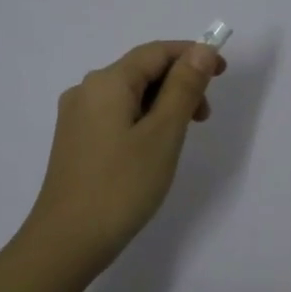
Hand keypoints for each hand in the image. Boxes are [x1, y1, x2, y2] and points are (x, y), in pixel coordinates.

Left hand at [19, 39, 225, 276]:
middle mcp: (86, 90)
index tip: (223, 73)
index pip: (156, 52)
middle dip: (179, 84)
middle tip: (204, 118)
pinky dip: (143, 120)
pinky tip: (153, 148)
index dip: (192, 55)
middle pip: (141, 71)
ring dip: (162, 104)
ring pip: (129, 95)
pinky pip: (116, 115)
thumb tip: (201, 50)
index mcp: (107, 82)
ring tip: (182, 137)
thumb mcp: (163, 134)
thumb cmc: (121, 186)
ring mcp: (76, 117)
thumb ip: (184, 88)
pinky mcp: (75, 141)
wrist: (67, 242)